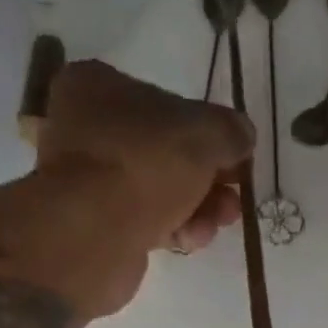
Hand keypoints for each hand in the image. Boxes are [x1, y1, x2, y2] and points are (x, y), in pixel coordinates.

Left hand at [28, 61, 253, 313]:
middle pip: (164, 152)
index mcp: (97, 87)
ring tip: (222, 220)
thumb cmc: (145, 164)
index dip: (205, 130)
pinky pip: (144, 222)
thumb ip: (229, 131)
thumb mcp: (205, 134)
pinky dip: (173, 229)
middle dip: (208, 177)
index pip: (163, 102)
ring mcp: (89, 181)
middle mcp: (86, 129)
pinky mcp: (96, 226)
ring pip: (158, 190)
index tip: (234, 155)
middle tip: (235, 195)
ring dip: (198, 206)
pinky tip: (192, 239)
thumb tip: (242, 136)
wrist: (93, 235)